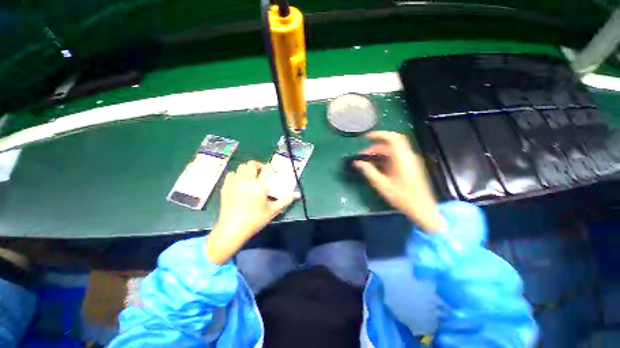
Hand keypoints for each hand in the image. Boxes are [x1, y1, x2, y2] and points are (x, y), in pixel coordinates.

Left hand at [206, 161, 299, 263]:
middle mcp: (247, 181)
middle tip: (262, 172)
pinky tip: (240, 182)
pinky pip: (231, 174)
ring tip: (251, 176)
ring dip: (247, 169)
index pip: (266, 169)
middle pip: (251, 164)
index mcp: (259, 186)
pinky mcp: (226, 187)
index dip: (270, 167)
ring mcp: (234, 183)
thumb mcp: (272, 211)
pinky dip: (237, 174)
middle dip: (258, 165)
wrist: (232, 229)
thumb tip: (297, 195)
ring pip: (240, 167)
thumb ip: (285, 200)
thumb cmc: (254, 220)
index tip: (272, 170)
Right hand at [355, 131, 446, 232]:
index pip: (392, 138)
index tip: (365, 138)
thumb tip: (357, 162)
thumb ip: (369, 171)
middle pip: (391, 143)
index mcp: (402, 158)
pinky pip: (396, 157)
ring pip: (393, 150)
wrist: (422, 209)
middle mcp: (408, 156)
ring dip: (379, 153)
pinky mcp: (410, 166)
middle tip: (363, 154)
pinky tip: (377, 166)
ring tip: (367, 161)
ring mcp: (410, 161)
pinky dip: (385, 158)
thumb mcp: (382, 185)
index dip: (378, 135)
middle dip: (375, 146)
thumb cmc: (403, 197)